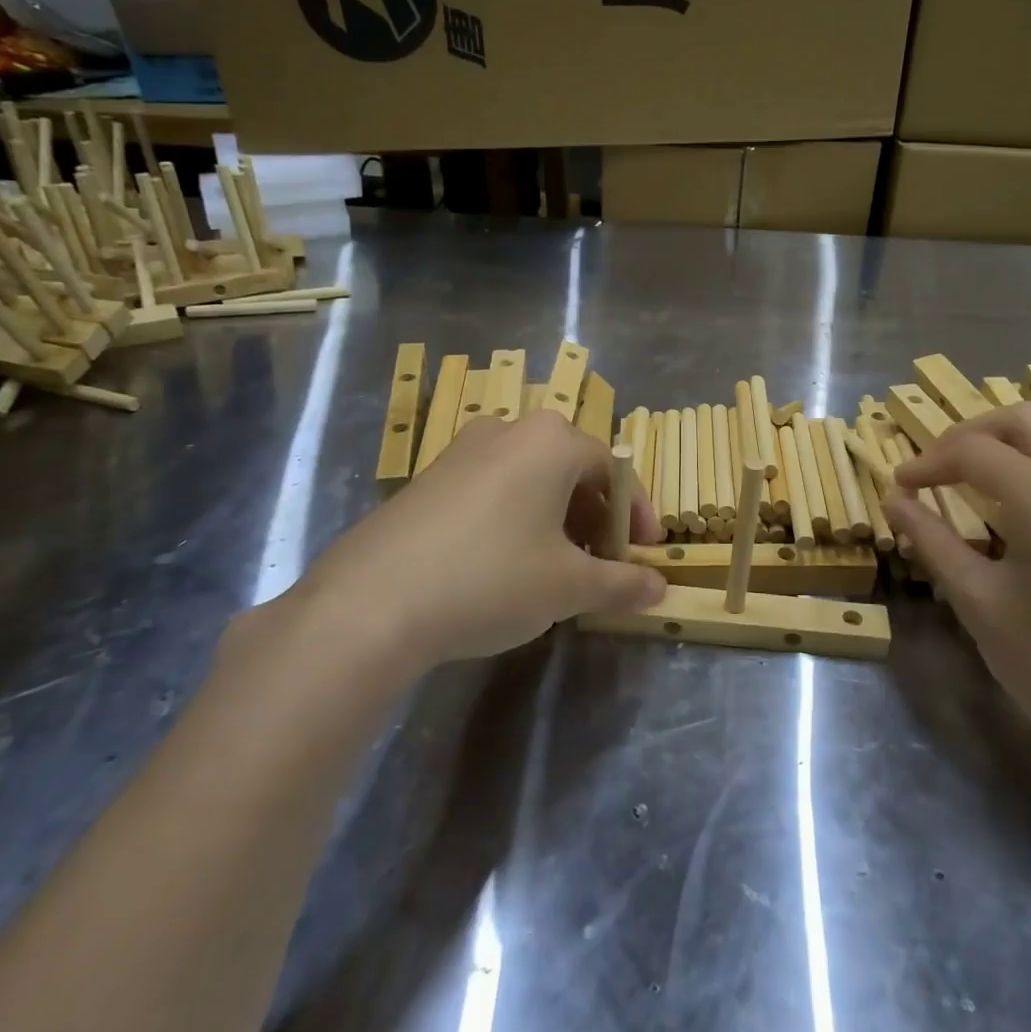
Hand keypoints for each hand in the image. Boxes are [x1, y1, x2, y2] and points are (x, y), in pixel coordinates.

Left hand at [290, 412, 665, 671]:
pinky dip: (518, 518)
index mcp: (552, 441)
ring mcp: (463, 449)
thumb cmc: (491, 578)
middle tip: (602, 564)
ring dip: (558, 519)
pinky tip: (506, 564)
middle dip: (596, 518)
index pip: (613, 470)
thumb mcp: (568, 586)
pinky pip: (494, 488)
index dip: (637, 515)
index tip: (645, 555)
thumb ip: (621, 583)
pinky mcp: (430, 476)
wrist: (371, 602)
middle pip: (573, 470)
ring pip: (532, 479)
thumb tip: (659, 587)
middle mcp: (509, 429)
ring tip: (557, 568)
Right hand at [884, 402, 1030, 789]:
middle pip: (1025, 419)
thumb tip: (894, 499)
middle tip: (940, 466)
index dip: (929, 462)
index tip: (903, 482)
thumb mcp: (979, 603)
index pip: (975, 453)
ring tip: (996, 457)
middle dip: (973, 433)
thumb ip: (932, 540)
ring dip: (1027, 427)